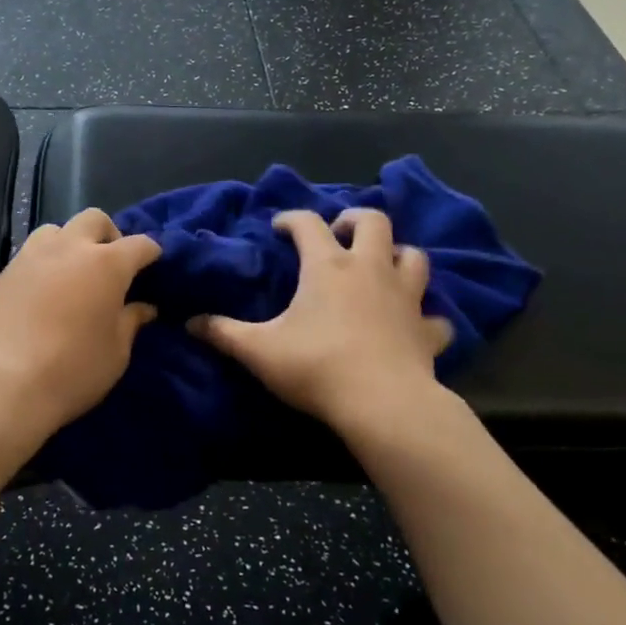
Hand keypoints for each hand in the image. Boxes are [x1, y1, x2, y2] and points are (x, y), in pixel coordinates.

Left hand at [0, 209, 161, 431]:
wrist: (4, 385)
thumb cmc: (73, 370)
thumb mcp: (116, 353)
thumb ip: (131, 322)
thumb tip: (144, 308)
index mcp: (106, 264)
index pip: (139, 244)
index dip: (150, 253)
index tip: (152, 266)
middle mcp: (68, 249)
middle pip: (94, 219)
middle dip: (108, 234)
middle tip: (110, 264)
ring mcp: (30, 257)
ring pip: (55, 230)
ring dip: (69, 244)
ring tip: (71, 273)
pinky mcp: (2, 275)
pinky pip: (27, 258)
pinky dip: (41, 268)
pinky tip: (39, 296)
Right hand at [189, 208, 456, 434]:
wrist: (383, 405)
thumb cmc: (317, 367)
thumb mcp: (259, 350)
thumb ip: (223, 333)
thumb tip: (190, 323)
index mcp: (328, 266)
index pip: (308, 223)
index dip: (291, 219)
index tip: (279, 228)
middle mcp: (370, 270)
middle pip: (374, 222)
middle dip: (355, 220)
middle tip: (340, 235)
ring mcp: (405, 298)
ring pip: (414, 257)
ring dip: (398, 255)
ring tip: (381, 267)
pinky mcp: (427, 331)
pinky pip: (435, 317)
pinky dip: (426, 316)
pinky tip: (414, 325)